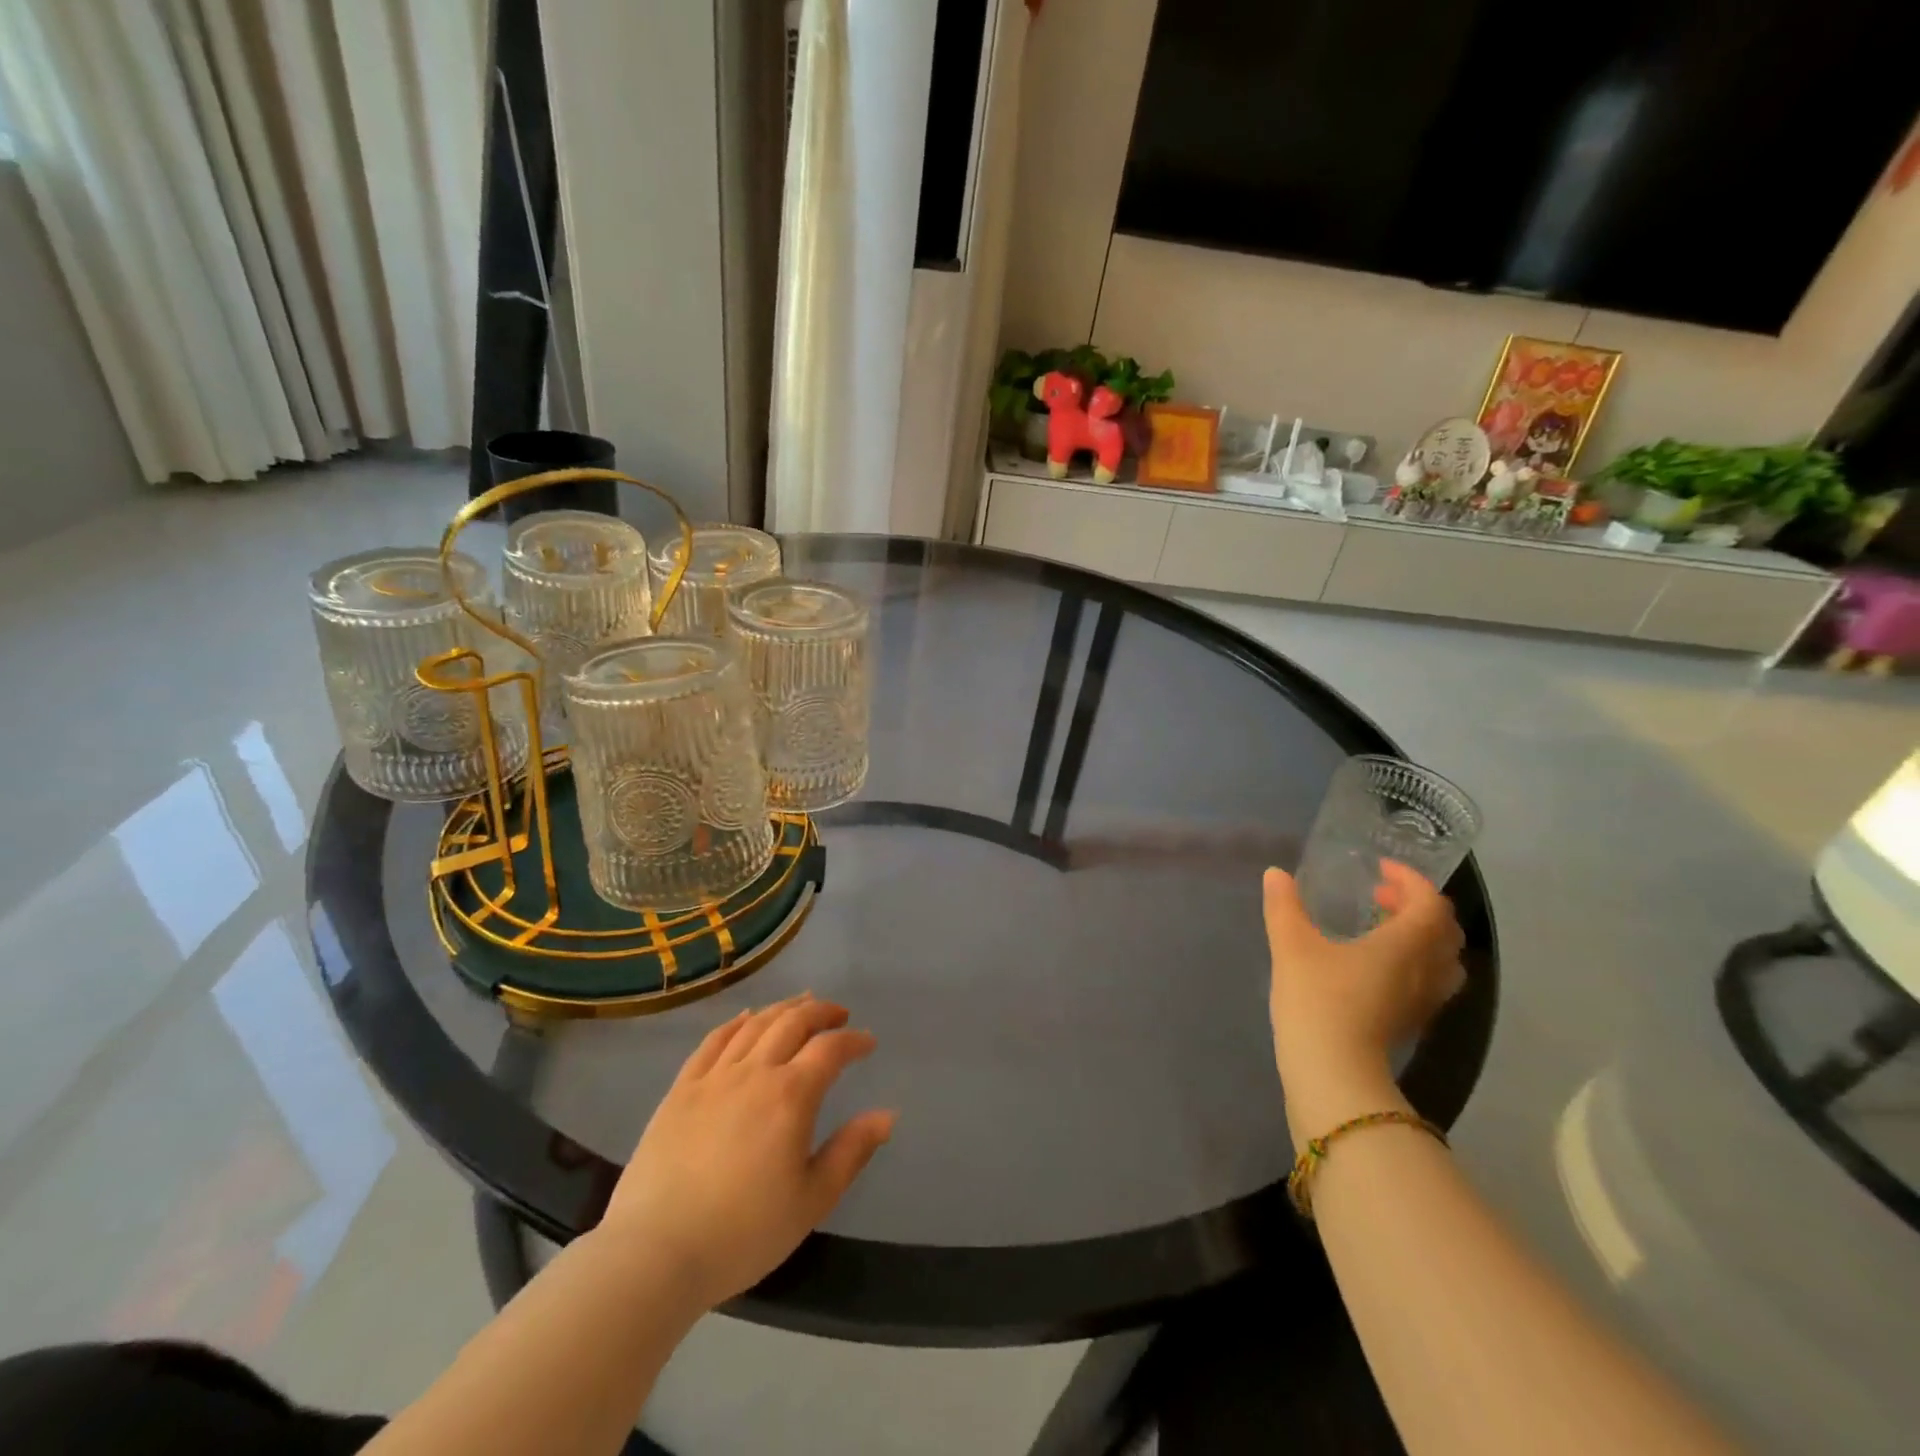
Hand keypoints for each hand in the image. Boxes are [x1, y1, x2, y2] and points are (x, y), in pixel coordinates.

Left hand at [600, 994, 894, 1311]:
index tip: (867, 1043)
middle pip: (793, 1022)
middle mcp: (755, 1072)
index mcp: (791, 1095)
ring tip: (800, 1006)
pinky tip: (745, 1018)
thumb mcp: (812, 1200)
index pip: (830, 1049)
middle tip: (838, 1015)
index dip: (853, 1040)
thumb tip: (887, 1114)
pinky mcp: (681, 1089)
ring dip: (783, 1009)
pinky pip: (713, 1041)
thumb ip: (851, 1152)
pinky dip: (735, 1023)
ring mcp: (714, 1077)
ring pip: (754, 1024)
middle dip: (821, 1012)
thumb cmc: (743, 1232)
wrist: (655, 1253)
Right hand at [1262, 862, 1464, 1144]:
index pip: (1429, 902)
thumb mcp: (1291, 945)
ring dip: (1421, 936)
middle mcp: (1426, 970)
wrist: (1332, 1071)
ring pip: (1443, 959)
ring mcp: (1424, 1000)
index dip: (1410, 880)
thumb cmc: (1318, 999)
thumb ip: (1284, 905)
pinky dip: (1414, 962)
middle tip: (1380, 896)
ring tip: (1382, 929)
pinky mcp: (1412, 1022)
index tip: (1380, 870)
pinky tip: (1376, 965)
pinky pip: (1430, 981)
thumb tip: (1275, 874)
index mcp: (1406, 944)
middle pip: (1444, 930)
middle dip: (1417, 905)